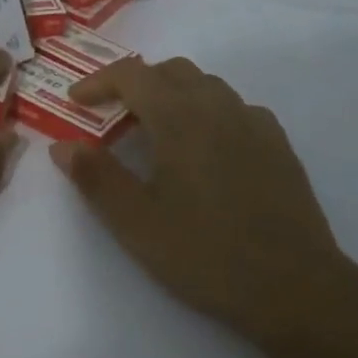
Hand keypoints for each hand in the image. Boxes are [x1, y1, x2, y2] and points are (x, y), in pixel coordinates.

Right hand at [51, 57, 357, 347]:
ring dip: (173, 94)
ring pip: (206, 86)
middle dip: (135, 83)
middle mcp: (219, 107)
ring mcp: (255, 123)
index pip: (132, 74)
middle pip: (171, 71)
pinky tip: (205, 150)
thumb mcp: (136, 223)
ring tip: (156, 132)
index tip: (76, 102)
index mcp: (180, 118)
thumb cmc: (205, 254)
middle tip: (112, 116)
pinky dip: (208, 113)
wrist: (294, 287)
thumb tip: (63, 146)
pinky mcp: (279, 145)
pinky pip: (235, 109)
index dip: (99, 81)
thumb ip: (96, 178)